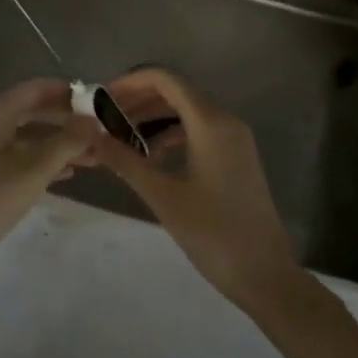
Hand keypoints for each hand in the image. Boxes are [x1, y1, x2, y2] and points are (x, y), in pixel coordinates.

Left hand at [0, 78, 97, 274]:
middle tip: (98, 133)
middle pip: (32, 113)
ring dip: (57, 145)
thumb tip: (94, 120)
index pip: (35, 90)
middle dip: (65, 122)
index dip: (66, 92)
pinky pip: (18, 158)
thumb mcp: (33, 170)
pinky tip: (65, 175)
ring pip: (27, 138)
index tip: (96, 102)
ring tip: (91, 158)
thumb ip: (66, 143)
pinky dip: (42, 162)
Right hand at [91, 69, 303, 314]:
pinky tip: (149, 156)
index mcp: (210, 122)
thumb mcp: (163, 196)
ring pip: (185, 111)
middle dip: (138, 101)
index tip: (102, 99)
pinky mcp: (235, 156)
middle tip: (104, 119)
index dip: (131, 83)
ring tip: (120, 137)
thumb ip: (125, 161)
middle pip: (175, 92)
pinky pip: (197, 130)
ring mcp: (234, 139)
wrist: (266, 277)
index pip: (165, 80)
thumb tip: (90, 136)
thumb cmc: (214, 234)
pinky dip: (170, 134)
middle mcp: (225, 121)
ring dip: (152, 118)